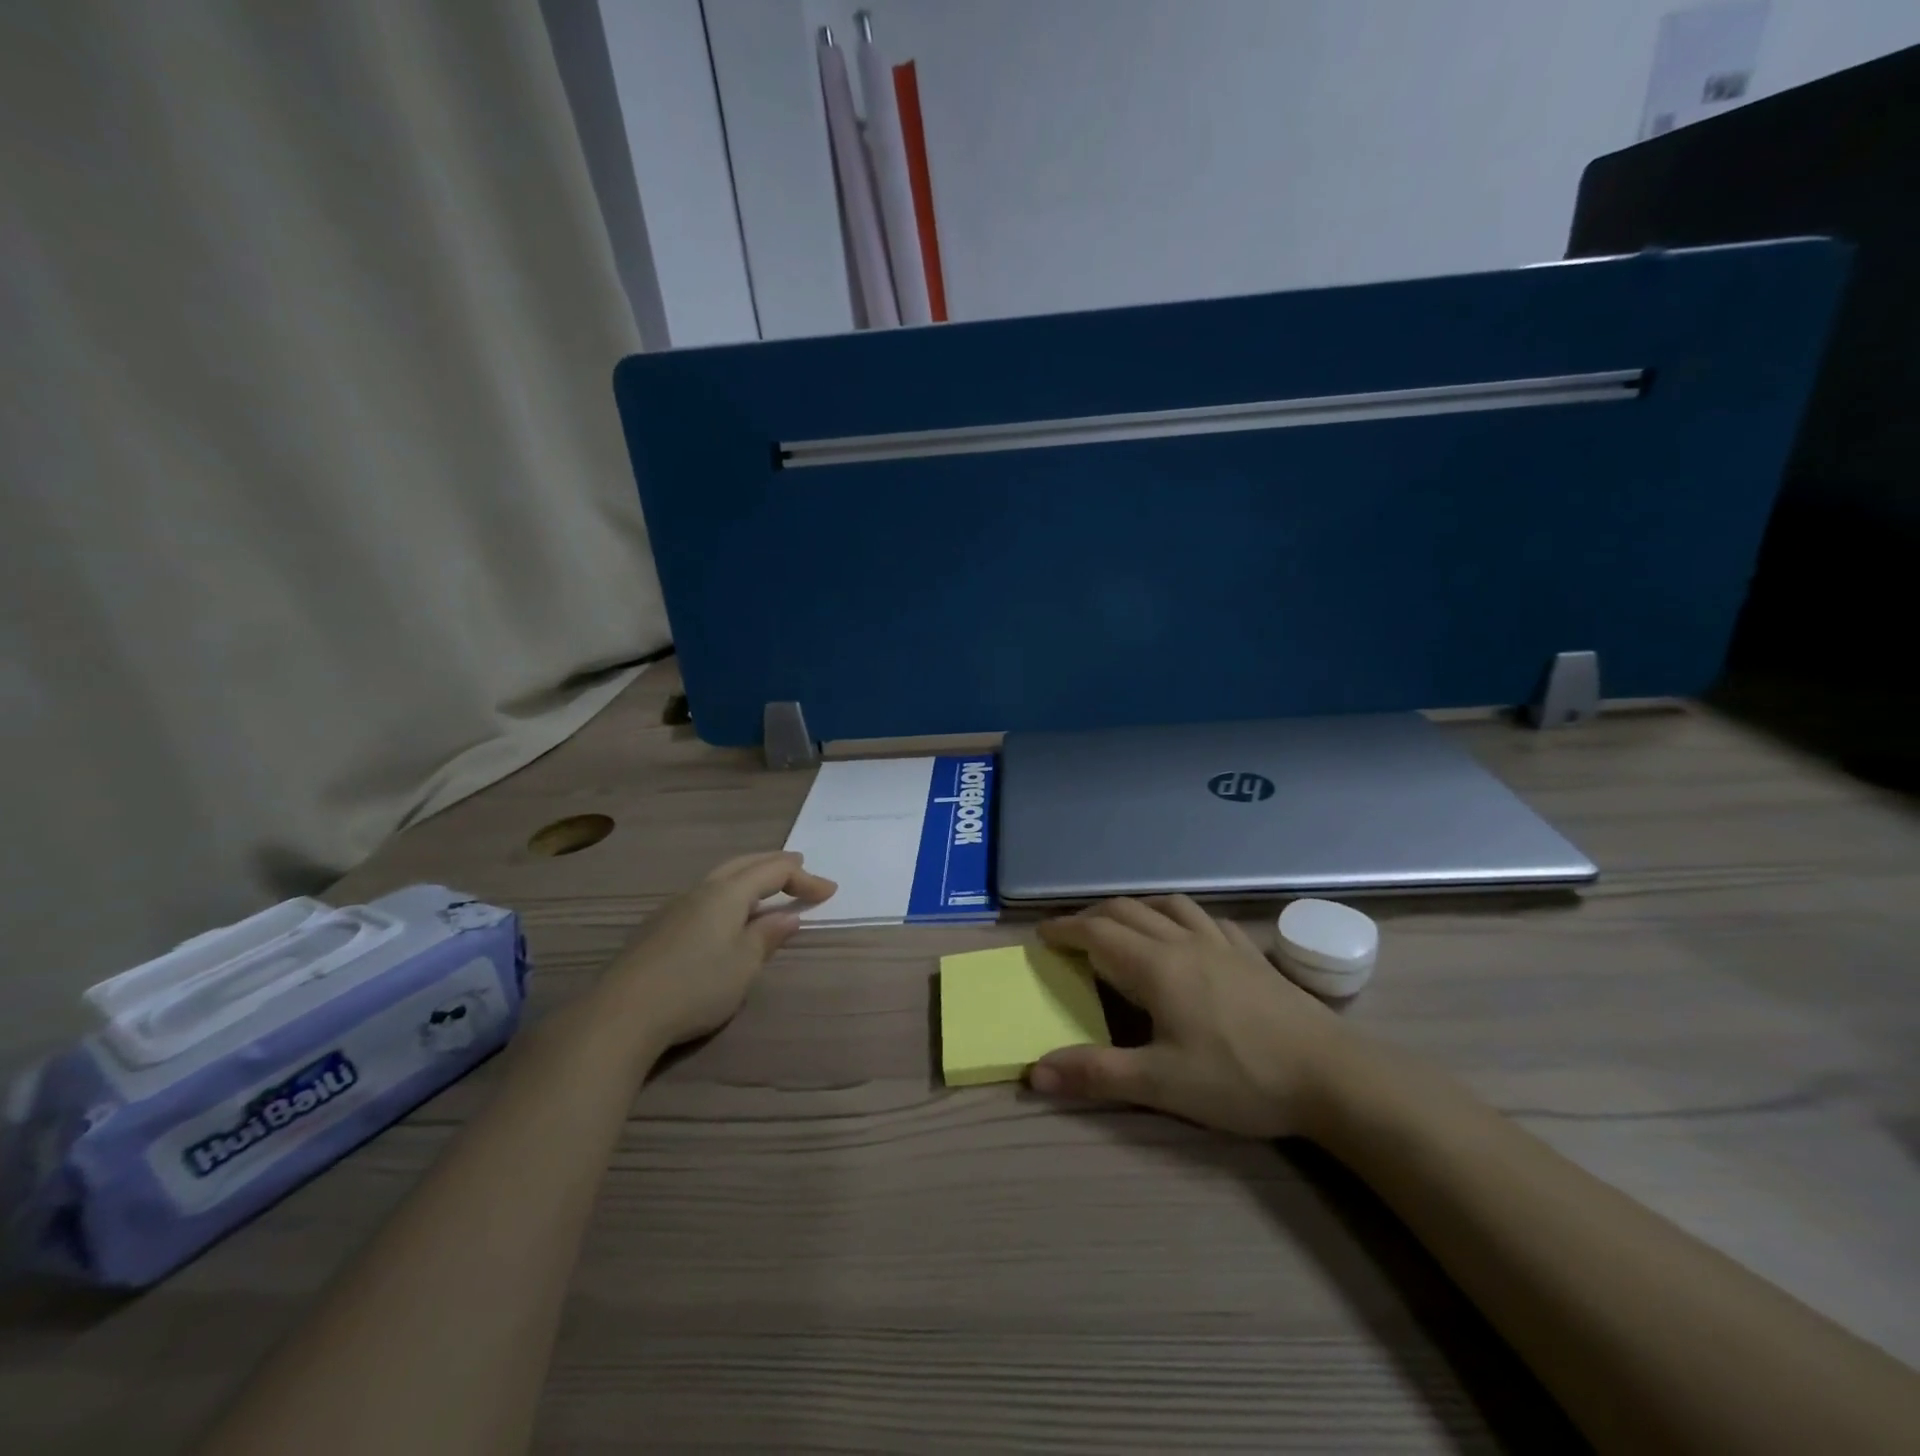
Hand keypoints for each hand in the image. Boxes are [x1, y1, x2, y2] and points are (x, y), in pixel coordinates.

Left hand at [597, 852, 835, 1052]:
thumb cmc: (695, 987)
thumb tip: (787, 916)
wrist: (621, 1015)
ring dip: (749, 876)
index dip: (804, 879)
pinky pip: (704, 895)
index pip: (773, 872)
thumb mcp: (743, 965)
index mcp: (727, 893)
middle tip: (799, 867)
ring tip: (766, 886)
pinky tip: (726, 913)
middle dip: (774, 863)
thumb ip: (767, 936)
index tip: (829, 891)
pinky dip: (728, 892)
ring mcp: (675, 907)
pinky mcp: (658, 928)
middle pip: (744, 864)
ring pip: (720, 878)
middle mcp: (700, 891)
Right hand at [1029, 896, 1359, 1137]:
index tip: (1042, 935)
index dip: (1065, 929)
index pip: (1098, 933)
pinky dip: (1180, 918)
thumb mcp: (1161, 1085)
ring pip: (1168, 906)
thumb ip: (1096, 1074)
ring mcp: (1222, 944)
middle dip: (1092, 916)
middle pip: (1128, 911)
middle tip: (1071, 933)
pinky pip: (1206, 919)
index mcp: (1157, 966)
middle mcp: (1185, 942)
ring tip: (1122, 925)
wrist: (1331, 1075)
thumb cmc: (1241, 1078)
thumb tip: (1034, 1073)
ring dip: (1135, 909)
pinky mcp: (1252, 955)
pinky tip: (1188, 937)